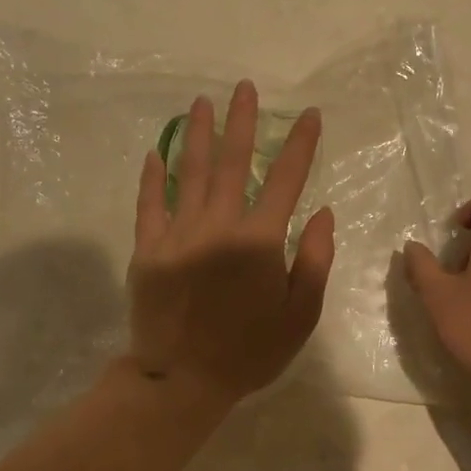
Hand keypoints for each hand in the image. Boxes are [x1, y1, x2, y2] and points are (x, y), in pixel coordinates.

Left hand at [127, 80, 334, 410]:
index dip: (299, 144)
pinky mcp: (148, 249)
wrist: (182, 382)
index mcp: (258, 241)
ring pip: (188, 172)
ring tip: (201, 102)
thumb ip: (314, 260)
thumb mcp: (300, 315)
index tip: (308, 114)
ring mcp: (177, 234)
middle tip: (243, 88)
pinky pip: (149, 204)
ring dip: (196, 134)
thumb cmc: (250, 352)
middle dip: (241, 122)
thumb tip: (323, 213)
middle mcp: (218, 226)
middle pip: (231, 162)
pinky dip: (153, 177)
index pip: (285, 179)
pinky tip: (156, 152)